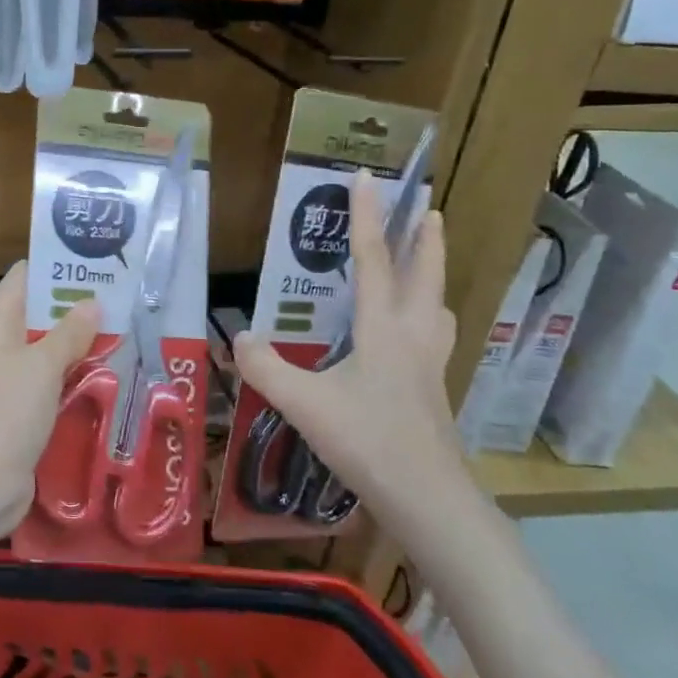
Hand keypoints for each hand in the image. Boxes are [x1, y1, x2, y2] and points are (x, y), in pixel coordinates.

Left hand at [0, 262, 99, 534]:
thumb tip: (91, 303)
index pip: (23, 278)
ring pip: (47, 350)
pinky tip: (108, 375)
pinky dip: (74, 375)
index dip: (55, 265)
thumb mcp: (42, 367)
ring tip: (124, 330)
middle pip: (38, 313)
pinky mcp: (20, 411)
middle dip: (76, 305)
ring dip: (79, 343)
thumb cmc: (6, 414)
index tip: (95, 262)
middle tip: (121, 298)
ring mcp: (9, 380)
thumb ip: (69, 332)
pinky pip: (50, 382)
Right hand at [232, 170, 471, 533]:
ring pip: (439, 308)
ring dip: (435, 278)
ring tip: (427, 265)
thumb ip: (267, 368)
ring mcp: (431, 366)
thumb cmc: (369, 442)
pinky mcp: (435, 392)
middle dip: (426, 240)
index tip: (368, 177)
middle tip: (429, 209)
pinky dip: (430, 319)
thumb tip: (238, 337)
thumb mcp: (305, 404)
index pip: (374, 260)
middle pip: (426, 276)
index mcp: (384, 329)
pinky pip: (436, 337)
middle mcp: (414, 337)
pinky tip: (413, 337)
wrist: (429, 500)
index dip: (368, 216)